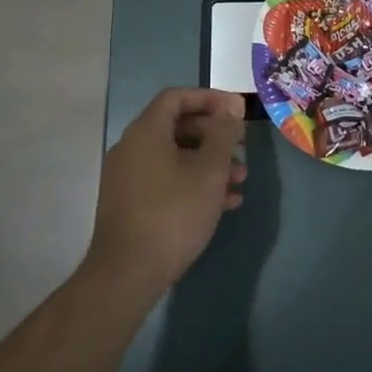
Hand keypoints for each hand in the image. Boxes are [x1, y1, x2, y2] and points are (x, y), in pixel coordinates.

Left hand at [87, 88, 247, 295]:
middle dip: (214, 135)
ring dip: (209, 163)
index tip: (237, 110)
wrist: (128, 273)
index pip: (176, 97)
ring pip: (175, 157)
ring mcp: (129, 177)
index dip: (209, 98)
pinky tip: (224, 203)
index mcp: (145, 132)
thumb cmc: (173, 214)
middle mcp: (131, 148)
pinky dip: (194, 183)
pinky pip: (167, 180)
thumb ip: (223, 134)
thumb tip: (231, 107)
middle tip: (243, 146)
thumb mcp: (209, 171)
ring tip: (240, 180)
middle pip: (177, 127)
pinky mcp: (132, 203)